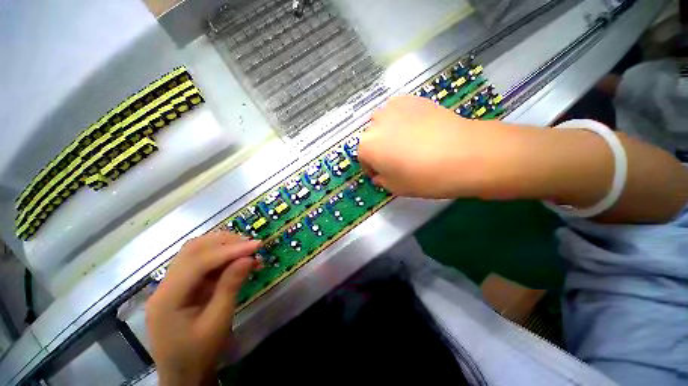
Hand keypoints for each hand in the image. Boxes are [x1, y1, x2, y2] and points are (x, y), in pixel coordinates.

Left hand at [146, 232, 260, 385]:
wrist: (183, 375)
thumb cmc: (199, 353)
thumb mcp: (218, 321)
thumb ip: (231, 286)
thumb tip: (248, 258)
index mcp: (167, 299)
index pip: (198, 262)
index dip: (229, 250)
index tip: (256, 245)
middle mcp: (165, 286)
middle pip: (193, 250)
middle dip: (225, 243)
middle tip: (252, 245)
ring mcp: (171, 284)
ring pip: (196, 252)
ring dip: (223, 246)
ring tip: (247, 249)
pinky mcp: (182, 285)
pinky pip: (202, 262)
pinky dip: (222, 256)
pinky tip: (238, 260)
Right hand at [359, 95, 510, 197]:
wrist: (463, 153)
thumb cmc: (423, 177)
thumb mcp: (395, 188)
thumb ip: (381, 180)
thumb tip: (380, 174)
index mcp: (367, 146)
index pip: (363, 158)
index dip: (372, 168)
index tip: (382, 174)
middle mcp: (375, 124)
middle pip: (371, 138)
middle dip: (378, 149)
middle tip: (395, 160)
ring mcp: (393, 108)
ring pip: (383, 123)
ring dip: (388, 133)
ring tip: (406, 143)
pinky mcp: (413, 99)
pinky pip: (399, 112)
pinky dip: (402, 121)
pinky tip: (417, 130)